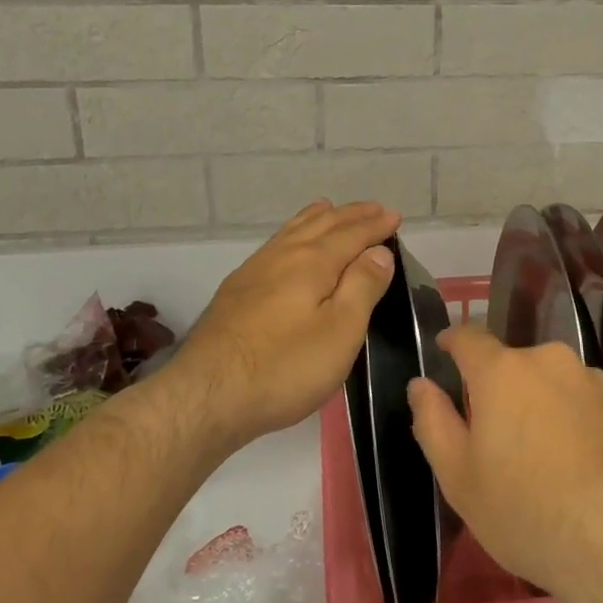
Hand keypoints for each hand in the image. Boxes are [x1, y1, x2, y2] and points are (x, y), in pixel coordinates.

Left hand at [171, 200, 397, 448]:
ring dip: (318, 218)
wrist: (207, 394)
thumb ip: (362, 286)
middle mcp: (284, 255)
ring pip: (293, 230)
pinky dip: (292, 232)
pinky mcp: (236, 291)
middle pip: (322, 224)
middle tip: (373, 208)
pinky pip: (275, 244)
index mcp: (313, 262)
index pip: (352, 234)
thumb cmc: (285, 367)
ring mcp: (255, 271)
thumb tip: (379, 251)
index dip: (376, 224)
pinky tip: (287, 244)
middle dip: (351, 215)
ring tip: (329, 208)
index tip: (395, 216)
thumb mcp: (340, 331)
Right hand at [408, 327, 602, 602]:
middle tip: (489, 436)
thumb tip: (421, 384)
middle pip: (509, 364)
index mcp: (502, 370)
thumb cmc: (526, 511)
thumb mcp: (459, 476)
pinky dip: (564, 419)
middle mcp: (547, 360)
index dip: (452, 342)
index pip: (469, 336)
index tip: (443, 353)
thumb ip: (433, 421)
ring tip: (533, 457)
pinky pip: (576, 400)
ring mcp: (588, 380)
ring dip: (532, 404)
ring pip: (545, 382)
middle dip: (494, 388)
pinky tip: (569, 464)